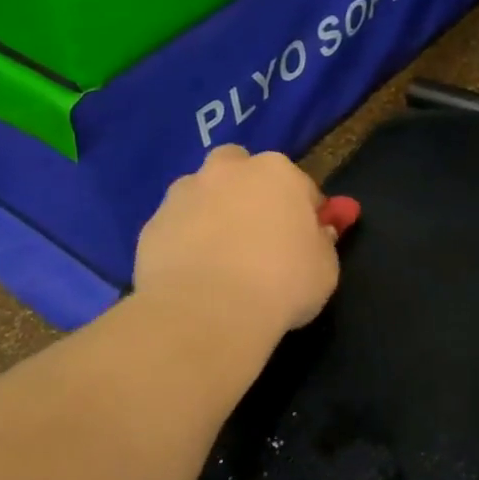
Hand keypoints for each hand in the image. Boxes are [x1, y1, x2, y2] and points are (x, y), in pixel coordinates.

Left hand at [134, 145, 340, 341]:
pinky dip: (183, 240)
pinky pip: (175, 226)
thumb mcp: (325, 269)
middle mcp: (227, 171)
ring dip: (210, 211)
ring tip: (218, 254)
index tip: (306, 238)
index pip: (300, 185)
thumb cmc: (280, 284)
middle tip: (254, 229)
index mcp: (277, 172)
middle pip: (239, 167)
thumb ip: (322, 244)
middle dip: (246, 189)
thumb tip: (317, 234)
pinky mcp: (152, 223)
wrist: (207, 312)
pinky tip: (191, 273)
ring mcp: (184, 194)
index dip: (305, 211)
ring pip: (201, 192)